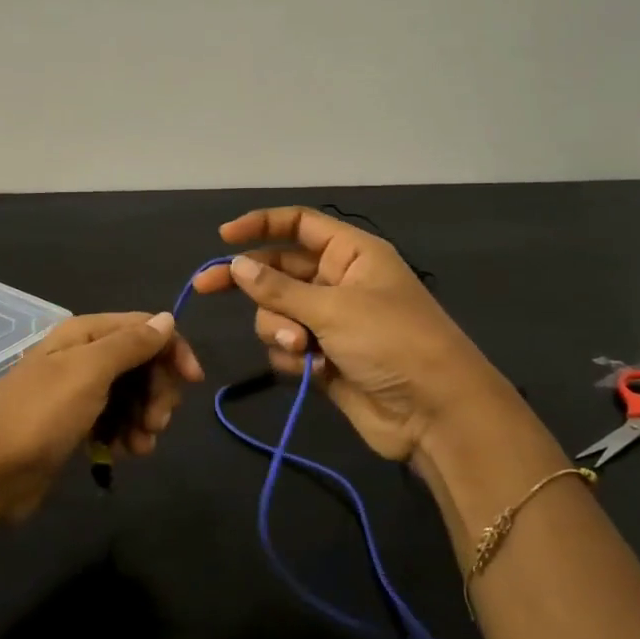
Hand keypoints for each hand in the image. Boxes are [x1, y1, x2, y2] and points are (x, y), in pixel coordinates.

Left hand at [0, 311, 203, 520]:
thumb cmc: (41, 416)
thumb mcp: (89, 373)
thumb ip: (130, 344)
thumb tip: (166, 318)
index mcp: (85, 334)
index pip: (144, 327)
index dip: (172, 350)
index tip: (193, 382)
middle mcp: (83, 355)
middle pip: (142, 363)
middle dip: (157, 392)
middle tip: (157, 423)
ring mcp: (79, 391)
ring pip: (132, 395)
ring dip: (144, 418)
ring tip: (138, 446)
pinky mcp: (76, 423)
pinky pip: (115, 420)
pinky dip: (125, 434)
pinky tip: (123, 453)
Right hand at [190, 206, 511, 462]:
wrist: (435, 413)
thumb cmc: (392, 342)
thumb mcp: (333, 308)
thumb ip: (279, 289)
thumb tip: (235, 265)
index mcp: (351, 255)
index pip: (299, 225)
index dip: (261, 225)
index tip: (223, 238)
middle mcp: (338, 282)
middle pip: (279, 271)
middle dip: (251, 284)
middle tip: (204, 288)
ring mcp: (330, 322)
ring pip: (277, 314)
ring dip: (280, 330)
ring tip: (303, 349)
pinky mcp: (324, 358)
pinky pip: (288, 347)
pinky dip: (293, 358)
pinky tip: (314, 371)